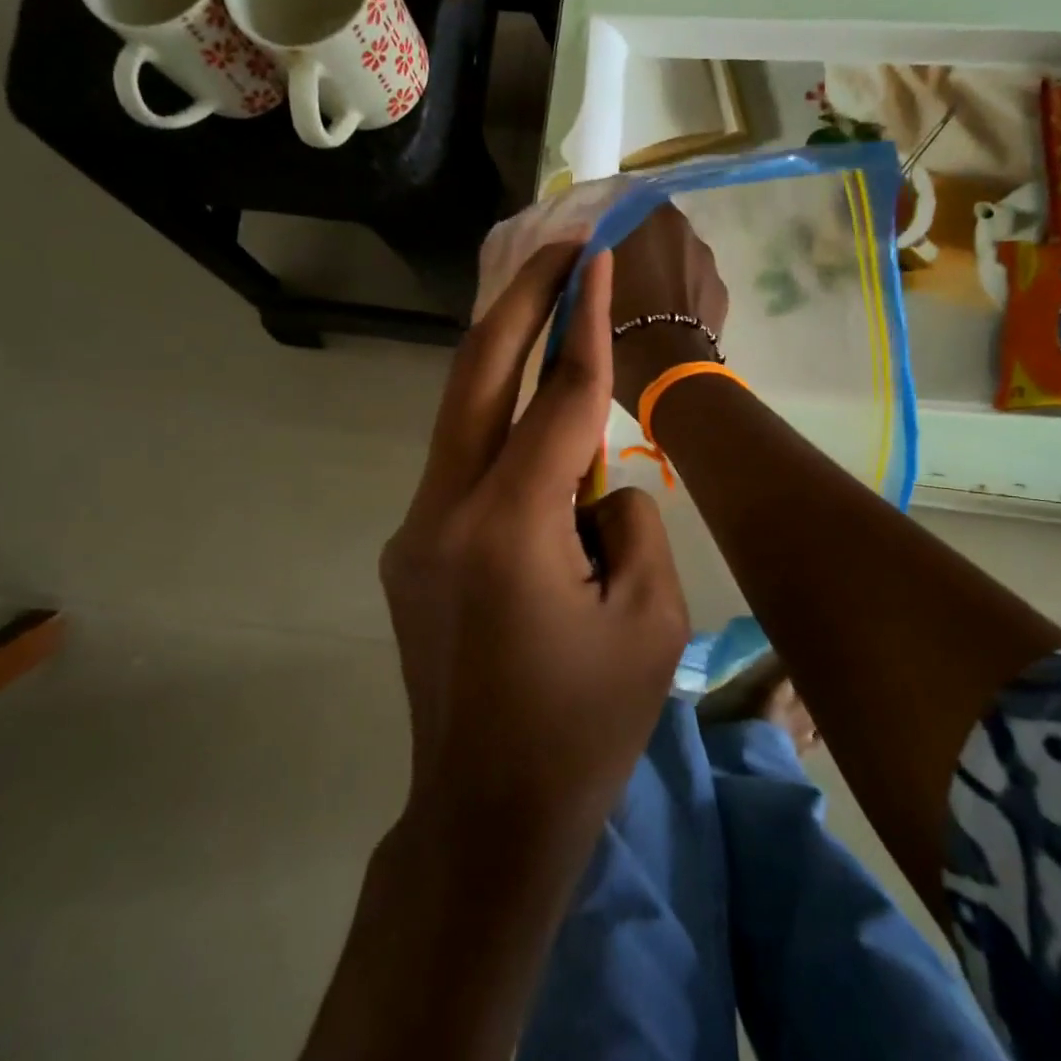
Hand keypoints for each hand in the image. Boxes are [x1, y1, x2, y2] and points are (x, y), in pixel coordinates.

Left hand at [381, 244, 688, 854]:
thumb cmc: (584, 727)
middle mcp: (444, 514)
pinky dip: (506, 440)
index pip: (556, 399)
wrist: (488, 815)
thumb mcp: (649, 619)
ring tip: (556, 319)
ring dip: (509, 365)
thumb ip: (630, 520)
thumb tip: (598, 482)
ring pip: (463, 421)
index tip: (594, 258)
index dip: (582, 325)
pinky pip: (465, 471)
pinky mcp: (411, 553)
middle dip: (519, 303)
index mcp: (510, 528)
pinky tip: (544, 450)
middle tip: (557, 245)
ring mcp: (415, 532)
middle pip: (475, 378)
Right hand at [609, 204, 729, 418]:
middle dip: (641, 248)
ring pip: (678, 260)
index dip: (613, 223)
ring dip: (663, 272)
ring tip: (643, 302)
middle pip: (657, 232)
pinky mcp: (721, 294)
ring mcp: (709, 263)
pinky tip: (666, 319)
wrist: (668, 369)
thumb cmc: (620, 321)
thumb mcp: (589, 282)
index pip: (629, 204)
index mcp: (653, 217)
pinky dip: (681, 296)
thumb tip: (595, 244)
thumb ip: (595, 253)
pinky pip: (694, 286)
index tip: (599, 245)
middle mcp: (687, 231)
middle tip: (618, 274)